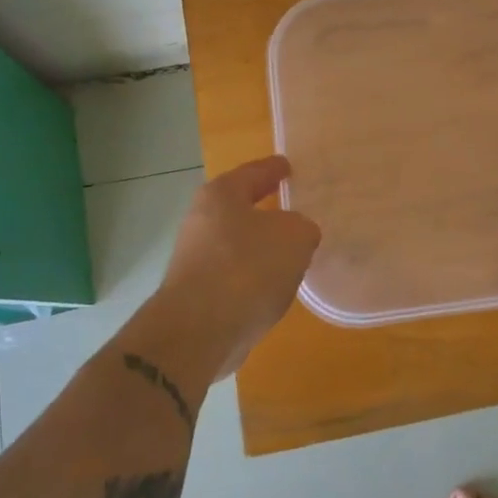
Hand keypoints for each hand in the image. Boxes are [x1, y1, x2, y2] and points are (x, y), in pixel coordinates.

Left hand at [158, 156, 320, 378]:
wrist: (200, 331)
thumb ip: (302, 228)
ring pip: (237, 245)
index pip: (254, 173)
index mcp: (221, 195)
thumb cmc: (247, 268)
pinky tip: (274, 289)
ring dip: (261, 249)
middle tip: (296, 212)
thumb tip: (297, 234)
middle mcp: (201, 222)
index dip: (274, 169)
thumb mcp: (295, 237)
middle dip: (267, 212)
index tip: (288, 166)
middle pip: (240, 209)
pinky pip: (234, 277)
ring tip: (292, 255)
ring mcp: (195, 260)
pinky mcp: (196, 295)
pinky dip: (254, 279)